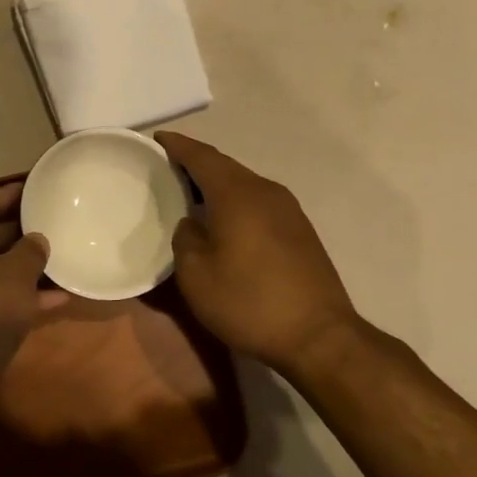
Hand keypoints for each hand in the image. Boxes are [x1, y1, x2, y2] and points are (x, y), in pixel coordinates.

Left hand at [0, 183, 55, 395]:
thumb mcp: (16, 276)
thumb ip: (30, 251)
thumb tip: (36, 240)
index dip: (12, 195)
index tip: (36, 188)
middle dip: (17, 233)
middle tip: (49, 223)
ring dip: (18, 267)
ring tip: (56, 260)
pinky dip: (8, 294)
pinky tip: (52, 299)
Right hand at [156, 133, 363, 376]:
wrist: (319, 336)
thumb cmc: (249, 303)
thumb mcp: (196, 276)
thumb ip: (185, 239)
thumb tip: (192, 224)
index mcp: (237, 195)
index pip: (202, 157)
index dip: (178, 146)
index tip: (156, 139)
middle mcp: (266, 192)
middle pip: (225, 167)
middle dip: (196, 163)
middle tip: (167, 168)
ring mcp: (289, 210)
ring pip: (244, 184)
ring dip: (217, 184)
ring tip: (191, 193)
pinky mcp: (300, 231)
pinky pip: (258, 202)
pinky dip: (235, 201)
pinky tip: (223, 219)